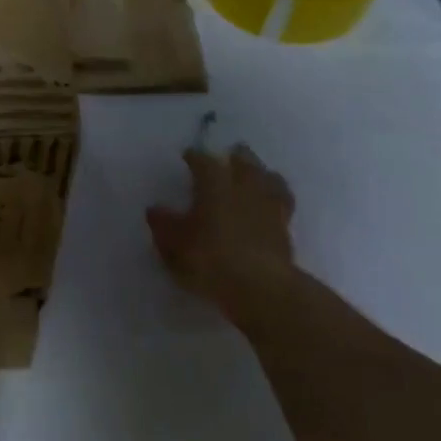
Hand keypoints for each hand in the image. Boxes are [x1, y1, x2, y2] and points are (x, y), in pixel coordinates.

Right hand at [146, 145, 297, 326]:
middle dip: (237, 157)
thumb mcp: (173, 243)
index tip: (188, 155)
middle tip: (230, 153)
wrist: (259, 287)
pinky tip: (270, 203)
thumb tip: (155, 209)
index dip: (195, 157)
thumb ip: (163, 224)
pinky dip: (275, 197)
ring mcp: (270, 207)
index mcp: (215, 186)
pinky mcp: (286, 229)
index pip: (204, 162)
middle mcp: (245, 188)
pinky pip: (282, 203)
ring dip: (262, 173)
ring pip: (270, 179)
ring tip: (257, 173)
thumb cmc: (208, 259)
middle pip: (245, 163)